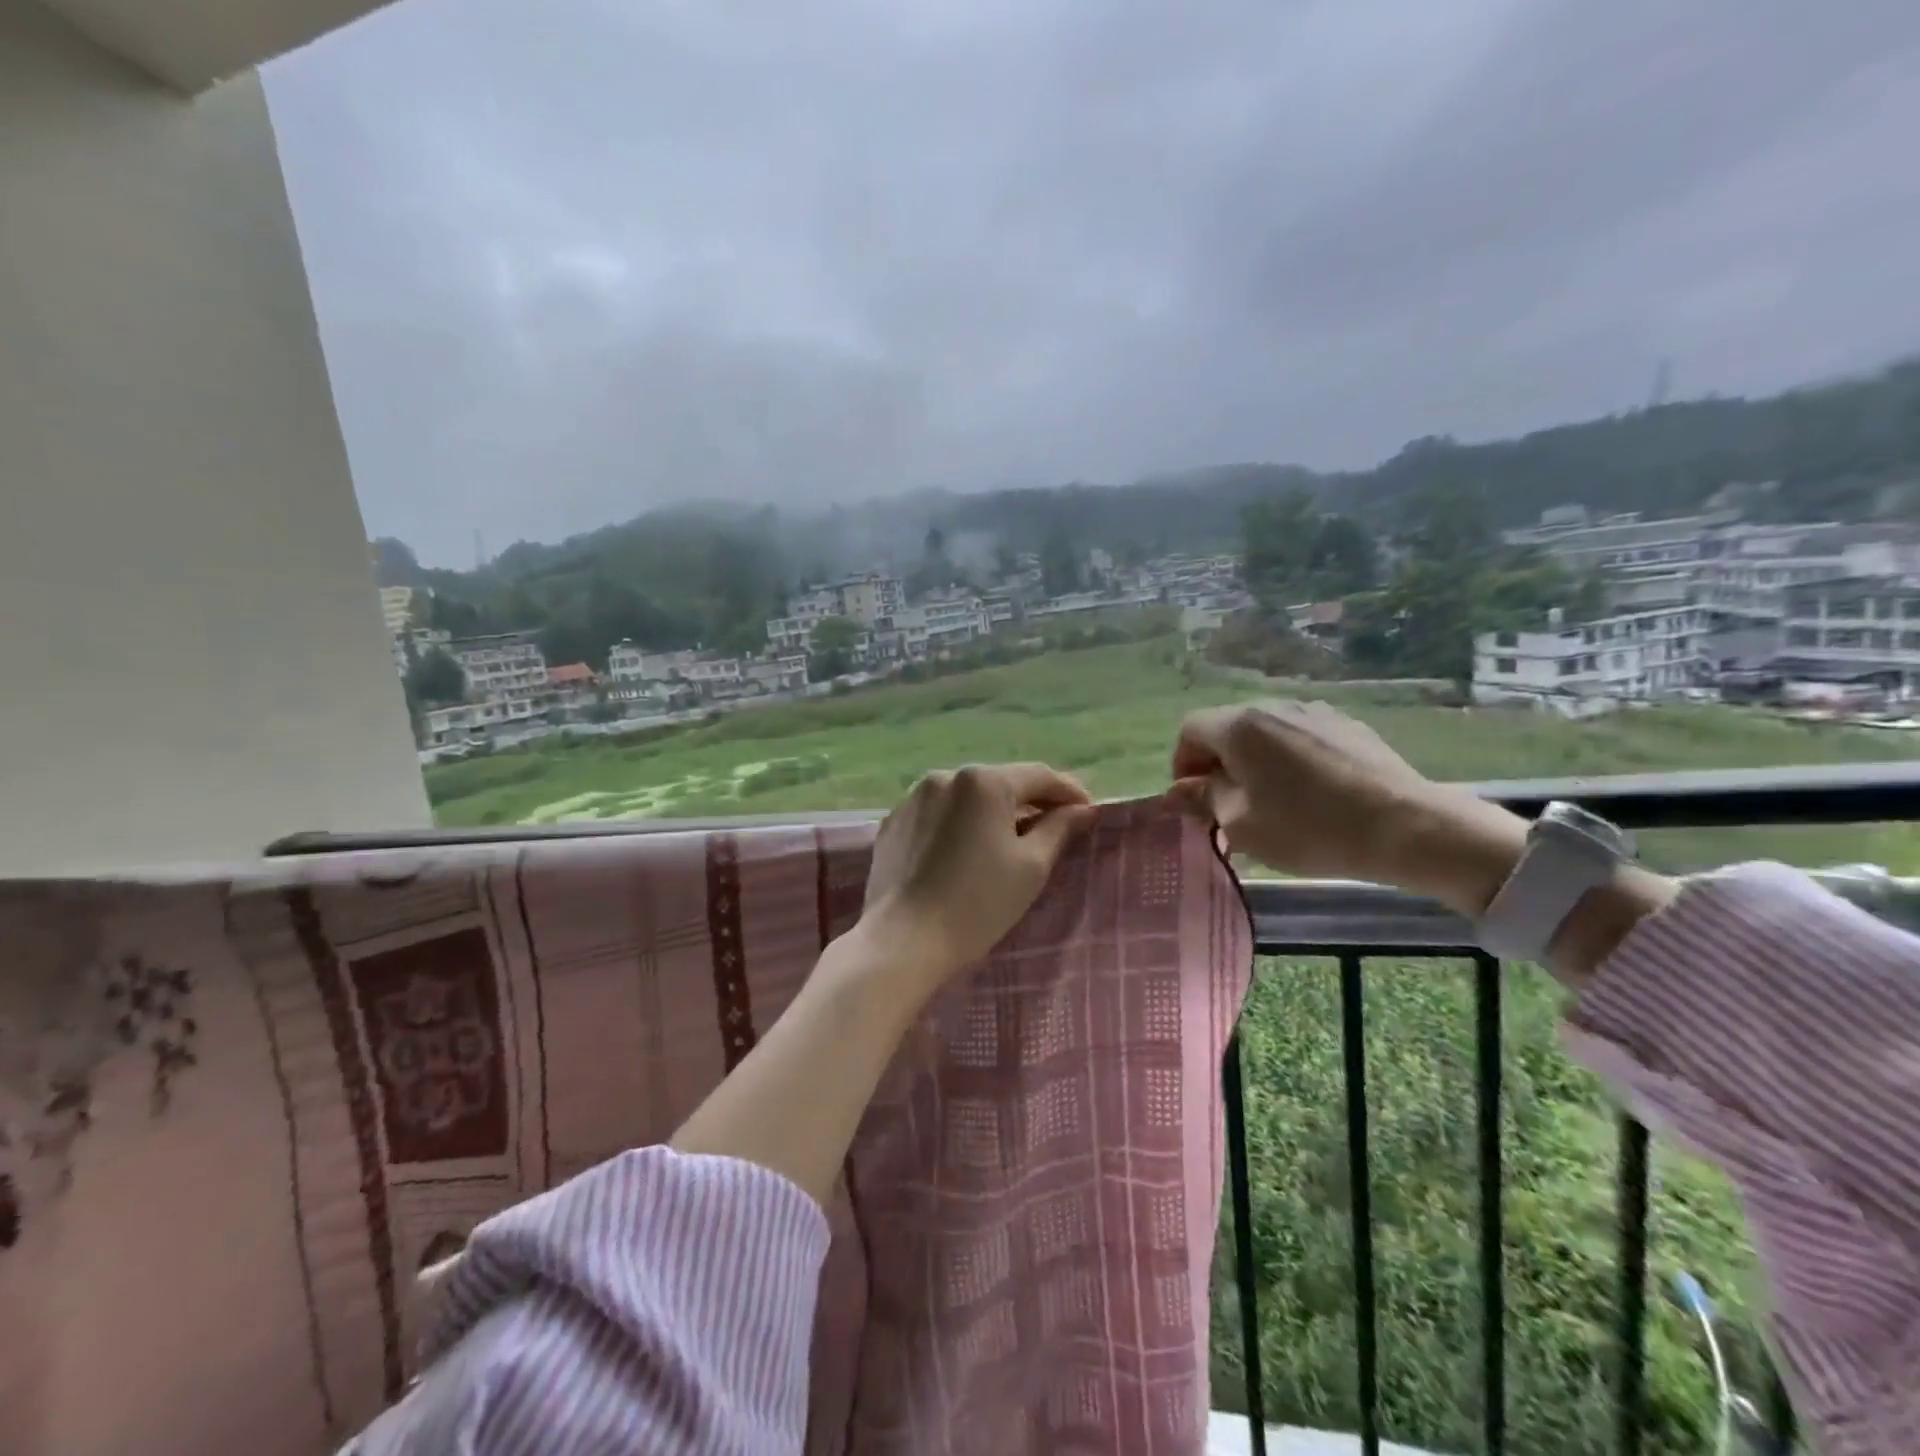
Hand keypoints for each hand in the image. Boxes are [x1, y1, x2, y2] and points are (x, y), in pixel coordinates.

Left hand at [859, 763, 1096, 984]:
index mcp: (984, 782)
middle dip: (1030, 801)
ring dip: (992, 811)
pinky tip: (965, 851)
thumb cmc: (978, 904)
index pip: (1039, 776)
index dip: (1069, 792)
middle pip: (1001, 782)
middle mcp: (945, 776)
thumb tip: (1081, 809)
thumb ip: (1059, 828)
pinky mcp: (894, 821)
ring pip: (967, 796)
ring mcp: (913, 797)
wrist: (903, 941)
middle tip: (1054, 826)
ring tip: (1009, 840)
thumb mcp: (1031, 866)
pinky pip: (939, 813)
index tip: (1089, 812)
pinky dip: (959, 823)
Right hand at [1168, 700, 1525, 909]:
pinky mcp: (1348, 726)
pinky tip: (1310, 793)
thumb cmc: (1309, 828)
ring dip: (1254, 760)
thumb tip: (1178, 790)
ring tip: (1271, 800)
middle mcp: (1273, 706)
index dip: (1183, 763)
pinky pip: (1300, 736)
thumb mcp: (1241, 825)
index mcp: (1240, 726)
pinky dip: (1289, 758)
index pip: (1190, 729)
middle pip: (1227, 727)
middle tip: (1228, 805)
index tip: (1196, 799)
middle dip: (1218, 763)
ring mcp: (1315, 712)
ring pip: (1265, 732)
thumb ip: (1203, 800)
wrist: (1406, 826)